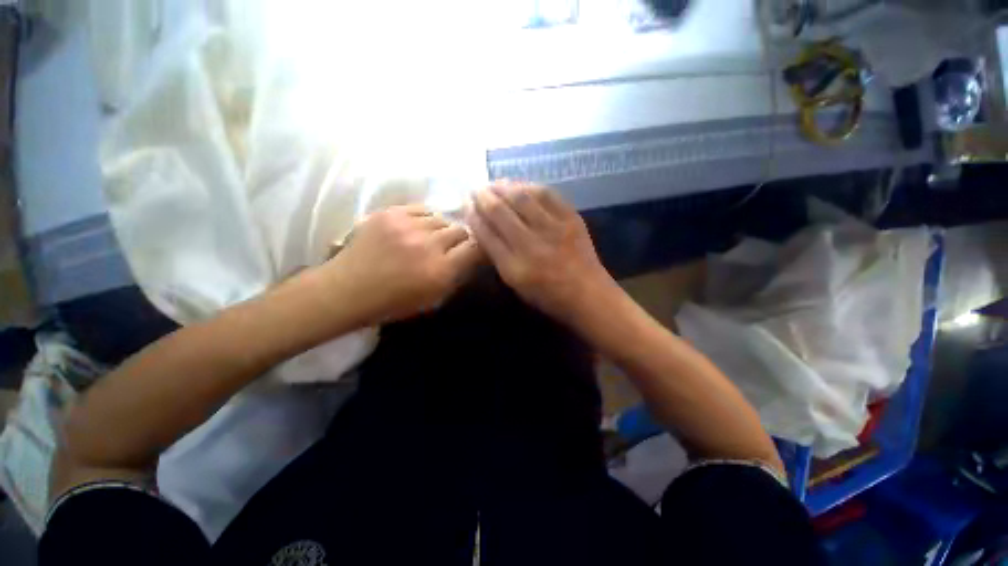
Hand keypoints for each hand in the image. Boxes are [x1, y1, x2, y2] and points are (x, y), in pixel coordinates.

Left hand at [323, 205, 481, 324]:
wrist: (347, 289)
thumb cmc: (393, 302)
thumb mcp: (433, 299)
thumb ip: (456, 277)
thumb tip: (470, 258)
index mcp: (440, 270)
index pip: (475, 248)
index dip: (479, 248)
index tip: (476, 251)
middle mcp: (428, 245)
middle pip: (460, 230)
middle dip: (460, 240)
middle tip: (451, 248)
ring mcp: (407, 226)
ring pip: (441, 218)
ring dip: (441, 230)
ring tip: (431, 238)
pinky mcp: (390, 213)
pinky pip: (422, 209)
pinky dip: (425, 219)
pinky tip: (417, 229)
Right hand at [466, 182, 617, 324]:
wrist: (587, 294)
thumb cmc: (547, 296)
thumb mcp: (515, 284)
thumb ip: (498, 257)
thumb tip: (484, 228)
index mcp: (514, 267)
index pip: (486, 234)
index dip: (473, 216)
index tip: (466, 205)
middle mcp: (531, 245)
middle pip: (500, 212)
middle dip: (483, 197)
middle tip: (476, 189)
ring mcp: (553, 229)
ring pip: (522, 198)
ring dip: (503, 187)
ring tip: (494, 183)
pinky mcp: (571, 219)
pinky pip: (547, 194)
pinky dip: (529, 186)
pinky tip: (520, 185)